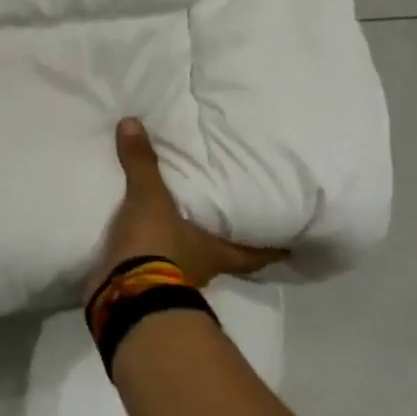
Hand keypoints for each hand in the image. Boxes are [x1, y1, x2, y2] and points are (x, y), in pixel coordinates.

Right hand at [88, 118, 285, 296]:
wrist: (124, 294)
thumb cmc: (156, 246)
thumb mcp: (150, 199)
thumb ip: (143, 163)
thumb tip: (133, 121)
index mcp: (217, 253)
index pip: (255, 252)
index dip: (273, 247)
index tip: (292, 242)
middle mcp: (203, 269)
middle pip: (223, 255)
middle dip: (224, 239)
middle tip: (228, 217)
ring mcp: (173, 280)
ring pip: (187, 259)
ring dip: (184, 243)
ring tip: (177, 218)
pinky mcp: (144, 285)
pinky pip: (152, 263)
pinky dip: (149, 250)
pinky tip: (140, 234)